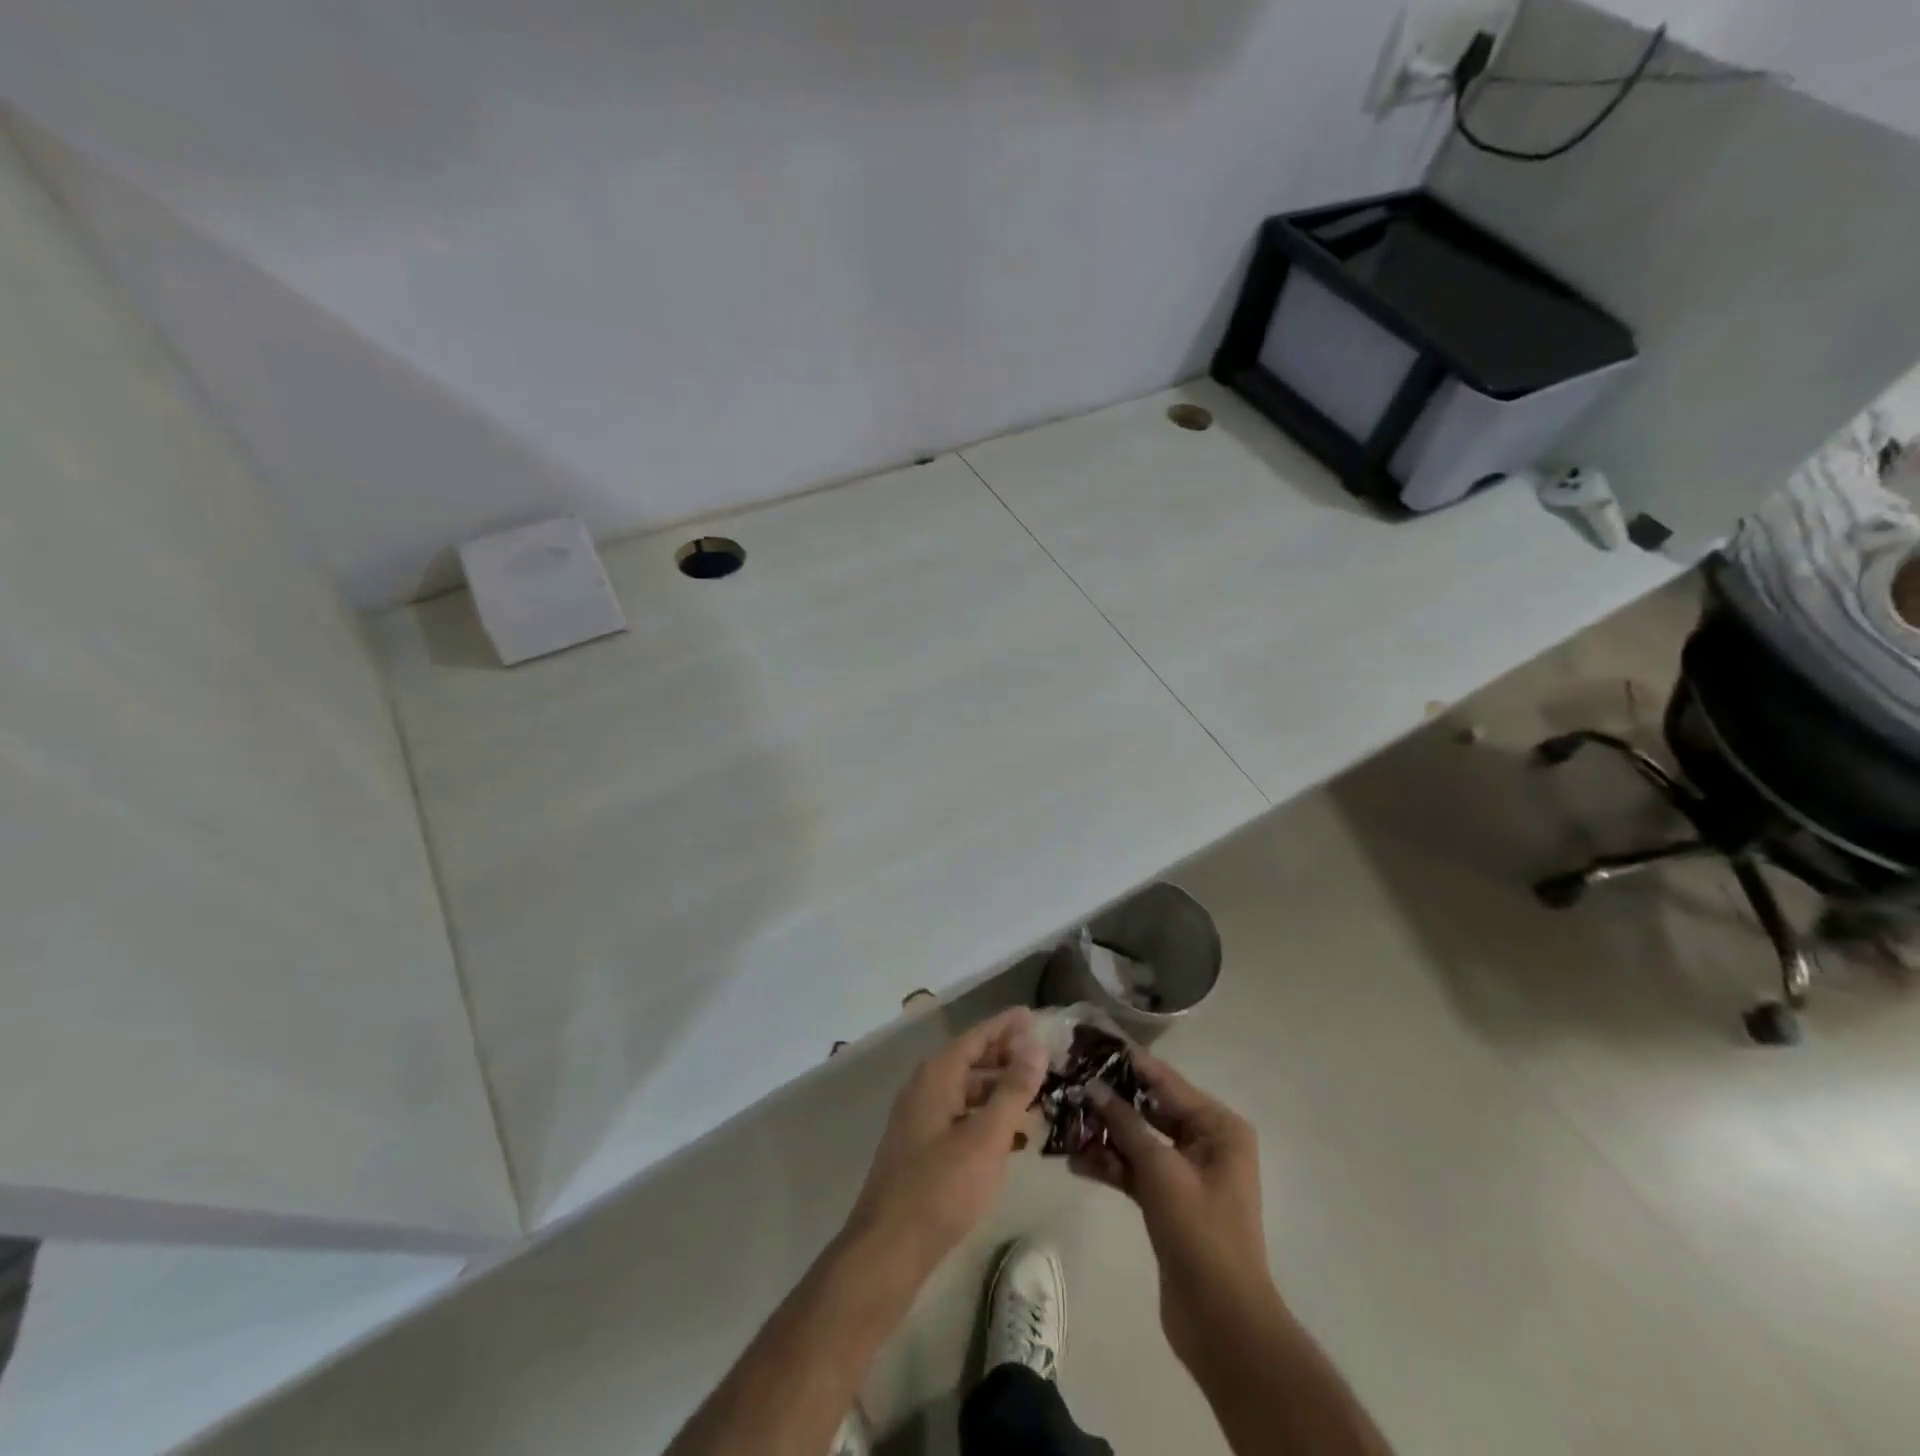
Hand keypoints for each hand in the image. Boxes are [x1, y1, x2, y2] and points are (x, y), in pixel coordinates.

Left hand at [845, 1007, 1047, 1274]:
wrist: (889, 1248)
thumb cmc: (941, 1186)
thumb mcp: (987, 1136)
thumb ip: (1013, 1089)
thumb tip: (1035, 1044)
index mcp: (937, 1076)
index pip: (977, 1036)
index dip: (1006, 1026)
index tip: (1033, 1015)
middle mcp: (925, 1088)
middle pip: (971, 1061)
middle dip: (1006, 1059)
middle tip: (1044, 1060)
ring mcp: (920, 1120)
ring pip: (967, 1093)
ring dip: (1000, 1092)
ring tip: (1036, 1098)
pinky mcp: (922, 1149)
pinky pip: (961, 1119)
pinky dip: (987, 1120)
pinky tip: (1014, 1139)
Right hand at [1072, 1049, 1274, 1365]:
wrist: (1222, 1322)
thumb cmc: (1200, 1233)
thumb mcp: (1161, 1171)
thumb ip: (1126, 1124)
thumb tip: (1093, 1086)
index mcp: (1218, 1126)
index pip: (1165, 1081)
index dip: (1128, 1061)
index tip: (1091, 1040)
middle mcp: (1206, 1141)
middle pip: (1150, 1108)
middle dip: (1110, 1099)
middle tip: (1068, 1080)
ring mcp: (1186, 1172)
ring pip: (1139, 1140)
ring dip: (1105, 1134)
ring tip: (1063, 1121)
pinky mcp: (1169, 1200)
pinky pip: (1136, 1170)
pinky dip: (1110, 1164)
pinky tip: (1075, 1161)